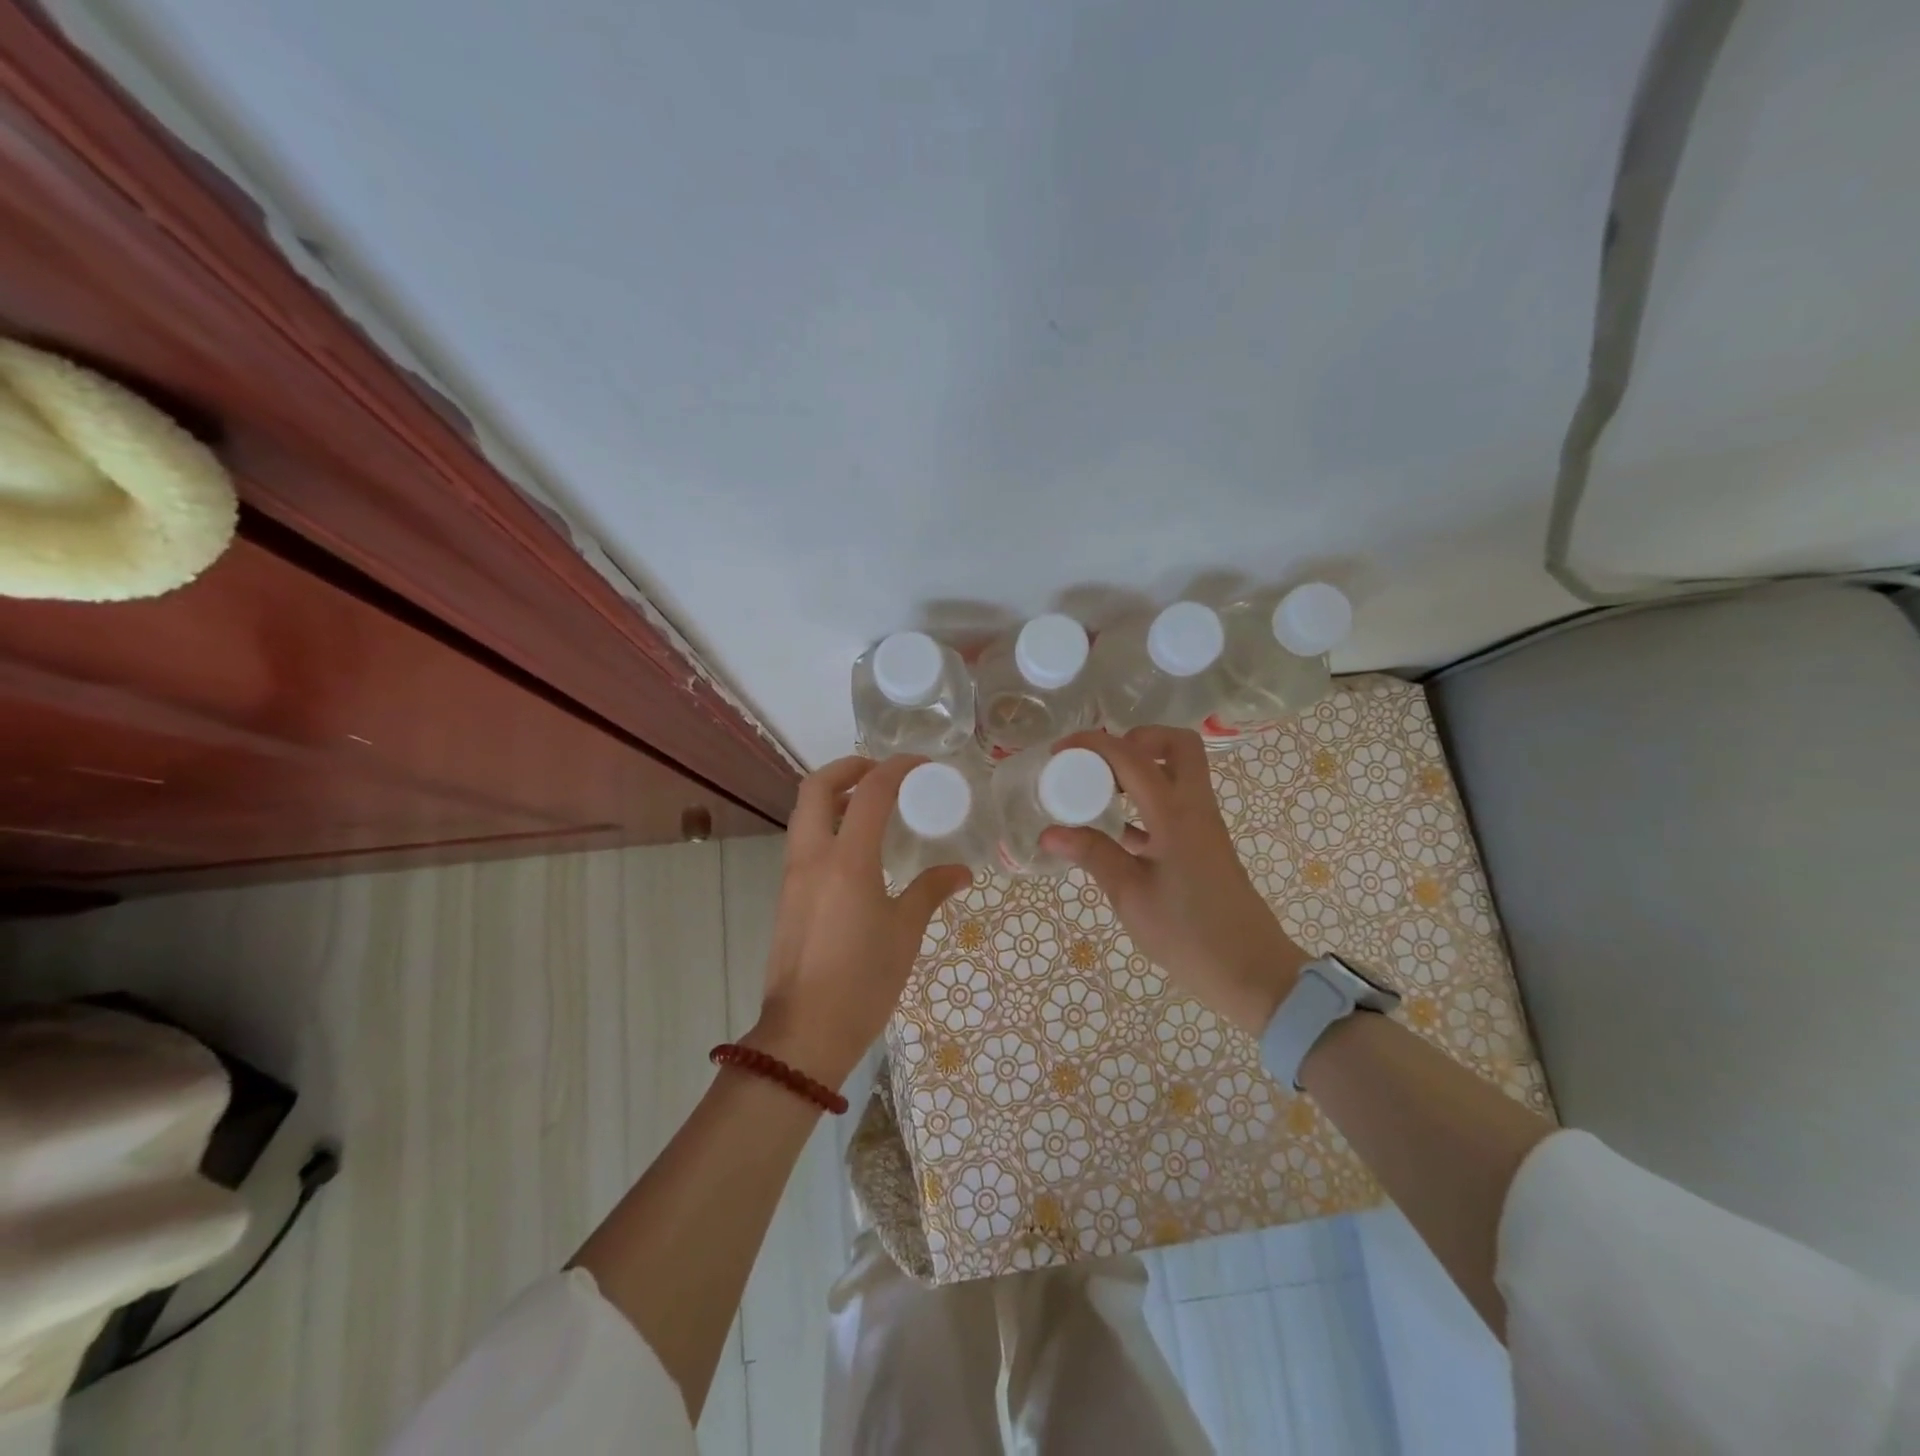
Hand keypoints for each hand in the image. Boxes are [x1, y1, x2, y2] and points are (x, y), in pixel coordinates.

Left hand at [748, 755, 970, 1088]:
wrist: (805, 1032)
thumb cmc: (863, 980)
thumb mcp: (905, 932)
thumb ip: (931, 891)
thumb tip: (961, 872)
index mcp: (846, 860)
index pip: (870, 792)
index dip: (897, 768)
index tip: (922, 765)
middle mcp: (812, 856)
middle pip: (816, 786)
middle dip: (848, 768)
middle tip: (882, 773)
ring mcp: (793, 875)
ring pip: (804, 813)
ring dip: (834, 796)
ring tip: (873, 806)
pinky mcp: (787, 895)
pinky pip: (804, 841)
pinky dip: (827, 825)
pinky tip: (858, 849)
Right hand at [1041, 727, 1307, 1034]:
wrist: (1251, 973)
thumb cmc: (1189, 934)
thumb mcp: (1131, 896)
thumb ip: (1093, 855)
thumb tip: (1049, 832)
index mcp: (1176, 814)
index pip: (1132, 757)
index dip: (1094, 744)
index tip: (1059, 751)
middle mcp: (1195, 808)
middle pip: (1176, 745)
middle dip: (1135, 741)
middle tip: (1098, 765)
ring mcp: (1203, 826)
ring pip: (1178, 772)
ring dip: (1140, 769)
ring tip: (1097, 792)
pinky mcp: (1203, 845)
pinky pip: (1175, 804)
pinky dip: (1145, 802)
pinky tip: (1115, 829)